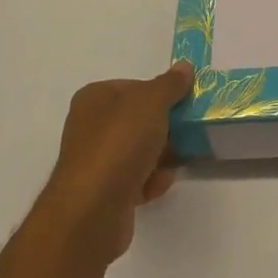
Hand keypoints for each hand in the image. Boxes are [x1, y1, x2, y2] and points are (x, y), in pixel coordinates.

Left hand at [37, 61, 192, 262]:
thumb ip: (170, 84)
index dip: (159, 93)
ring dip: (161, 155)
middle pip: (137, 120)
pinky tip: (162, 184)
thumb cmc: (120, 143)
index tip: (182, 103)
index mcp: (94, 98)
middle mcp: (90, 127)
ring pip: (138, 151)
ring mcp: (95, 162)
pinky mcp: (103, 194)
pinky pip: (134, 179)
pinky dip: (151, 181)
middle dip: (164, 126)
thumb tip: (184, 67)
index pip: (133, 86)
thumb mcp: (152, 102)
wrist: (93, 210)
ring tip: (179, 159)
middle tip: (187, 130)